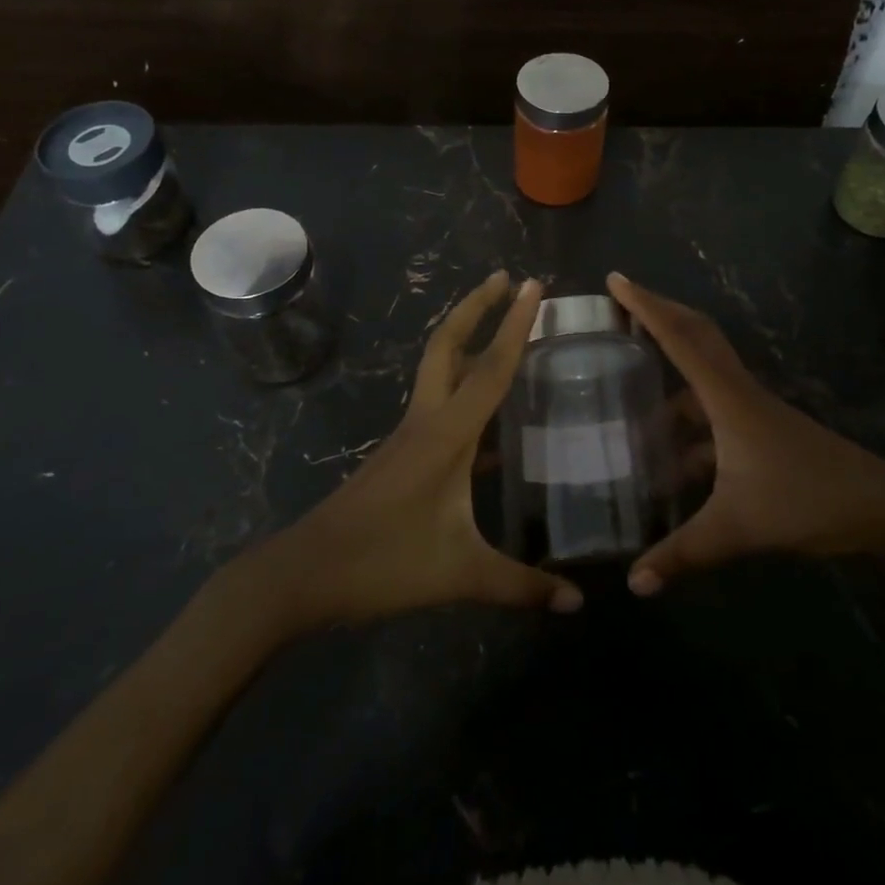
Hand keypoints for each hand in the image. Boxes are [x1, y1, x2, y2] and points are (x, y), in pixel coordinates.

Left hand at [266, 273, 582, 625]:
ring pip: (439, 369)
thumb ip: (521, 587)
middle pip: (449, 345)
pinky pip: (439, 402)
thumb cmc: (384, 563)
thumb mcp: (460, 574)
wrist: (305, 573)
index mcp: (446, 434)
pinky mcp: (402, 453)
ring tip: (500, 328)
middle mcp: (427, 421)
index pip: (490, 368)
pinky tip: (489, 415)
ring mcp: (410, 435)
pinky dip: (463, 386)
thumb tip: (578, 605)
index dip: (515, 325)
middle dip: (476, 305)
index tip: (534, 285)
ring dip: (467, 339)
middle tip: (507, 279)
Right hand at [608, 272, 884, 594]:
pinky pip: (713, 406)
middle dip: (657, 312)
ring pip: (705, 370)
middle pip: (695, 334)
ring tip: (630, 379)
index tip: (616, 279)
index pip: (679, 338)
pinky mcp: (762, 430)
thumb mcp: (738, 528)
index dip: (645, 306)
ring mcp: (753, 410)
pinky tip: (669, 453)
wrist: (883, 509)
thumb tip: (633, 583)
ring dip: (671, 363)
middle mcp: (739, 392)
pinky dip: (687, 415)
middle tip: (620, 301)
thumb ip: (683, 554)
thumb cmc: (808, 501)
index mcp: (728, 398)